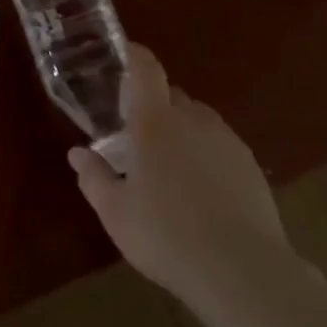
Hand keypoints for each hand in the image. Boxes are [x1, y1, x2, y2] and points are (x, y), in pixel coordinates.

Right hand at [70, 43, 292, 313]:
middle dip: (153, 106)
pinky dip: (206, 155)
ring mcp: (226, 140)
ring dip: (181, 132)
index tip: (123, 54)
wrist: (242, 271)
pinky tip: (202, 192)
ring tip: (170, 169)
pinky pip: (220, 146)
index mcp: (155, 121)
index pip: (145, 69)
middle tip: (137, 136)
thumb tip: (77, 153)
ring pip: (197, 121)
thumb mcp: (116, 213)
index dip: (134, 55)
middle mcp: (192, 118)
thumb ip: (93, 177)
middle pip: (171, 96)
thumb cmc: (166, 235)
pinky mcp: (249, 165)